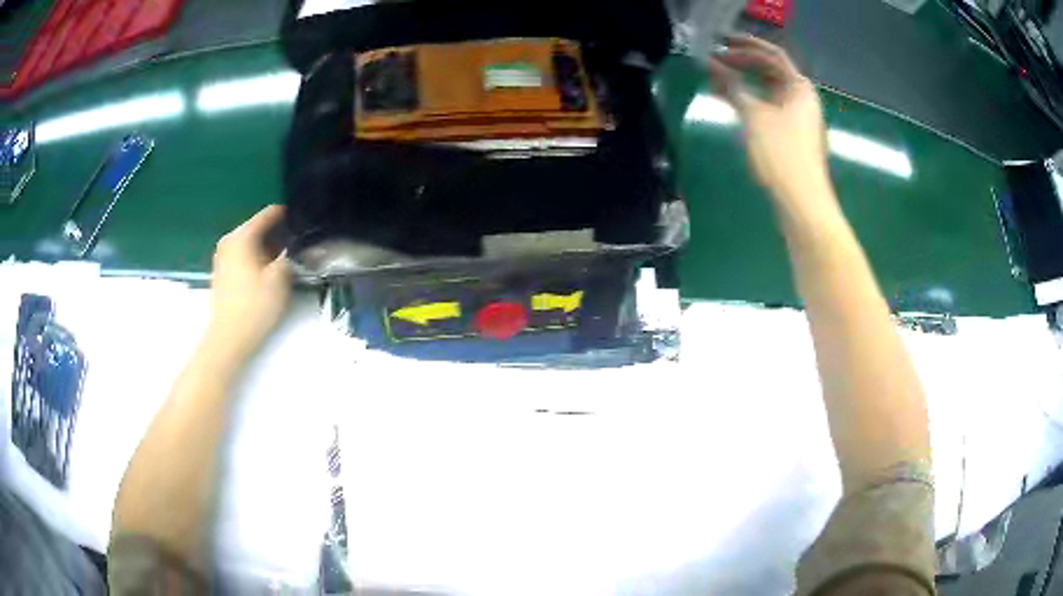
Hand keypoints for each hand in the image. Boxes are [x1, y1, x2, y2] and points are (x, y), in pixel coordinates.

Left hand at [207, 205, 290, 359]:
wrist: (229, 338)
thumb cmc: (254, 306)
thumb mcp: (280, 279)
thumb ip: (291, 255)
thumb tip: (298, 244)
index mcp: (242, 236)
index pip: (269, 214)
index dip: (288, 216)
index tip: (305, 221)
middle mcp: (229, 240)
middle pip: (258, 228)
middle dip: (278, 234)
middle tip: (299, 244)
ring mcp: (223, 257)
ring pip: (251, 243)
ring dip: (267, 248)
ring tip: (286, 258)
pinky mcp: (222, 273)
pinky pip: (243, 255)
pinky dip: (256, 258)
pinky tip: (268, 272)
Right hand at [708, 36, 836, 219]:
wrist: (802, 202)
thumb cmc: (782, 154)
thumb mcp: (754, 116)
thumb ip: (731, 86)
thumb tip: (710, 64)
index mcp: (800, 88)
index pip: (772, 55)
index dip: (746, 45)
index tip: (721, 41)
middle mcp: (803, 100)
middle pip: (772, 72)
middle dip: (743, 63)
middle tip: (715, 61)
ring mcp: (799, 120)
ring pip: (769, 91)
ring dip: (745, 83)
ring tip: (717, 81)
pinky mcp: (793, 138)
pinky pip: (769, 109)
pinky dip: (751, 102)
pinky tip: (733, 104)